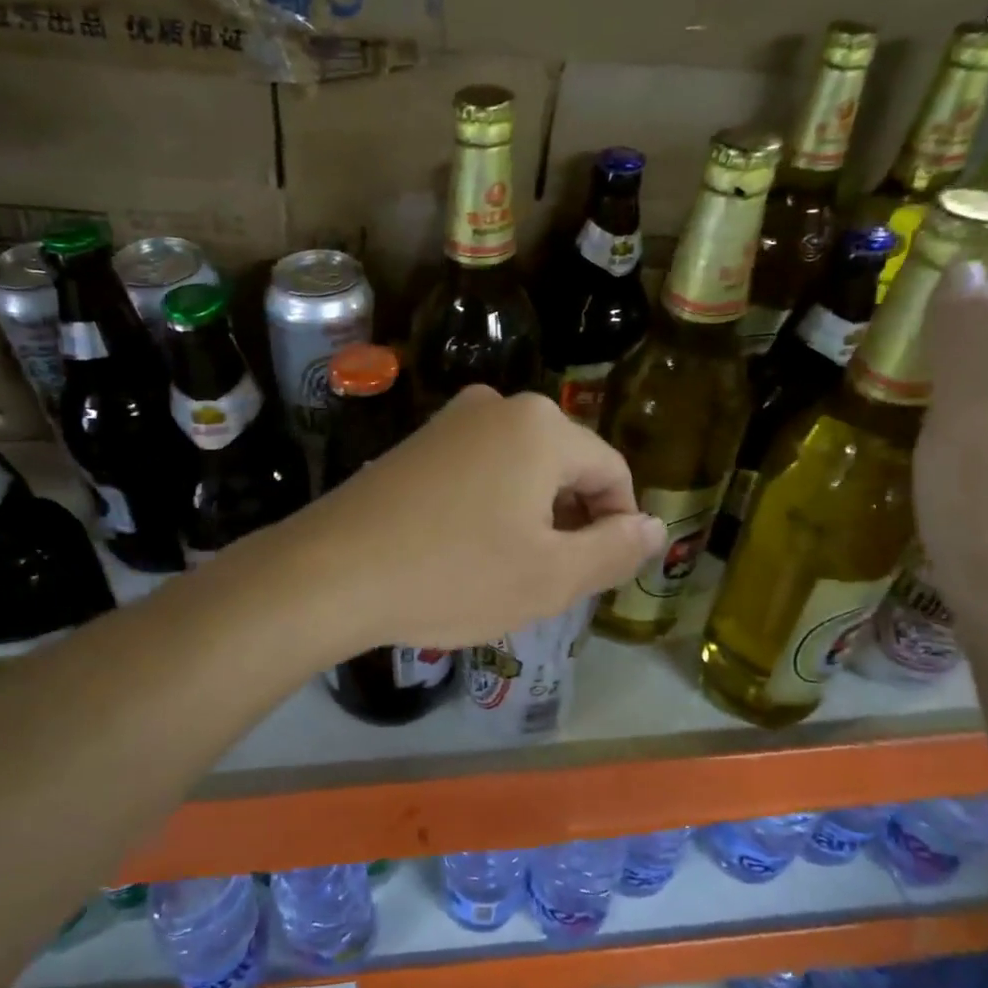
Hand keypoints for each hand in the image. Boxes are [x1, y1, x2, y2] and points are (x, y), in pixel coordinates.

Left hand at [297, 387, 667, 649]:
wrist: (330, 571)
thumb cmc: (453, 574)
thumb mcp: (550, 577)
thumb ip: (615, 550)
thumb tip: (656, 527)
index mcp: (541, 427)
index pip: (612, 472)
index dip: (618, 526)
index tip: (598, 574)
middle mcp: (499, 406)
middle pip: (566, 466)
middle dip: (570, 522)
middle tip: (549, 581)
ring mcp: (452, 420)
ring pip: (522, 470)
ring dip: (531, 518)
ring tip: (506, 571)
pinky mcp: (418, 442)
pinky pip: (480, 470)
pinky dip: (491, 507)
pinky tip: (466, 550)